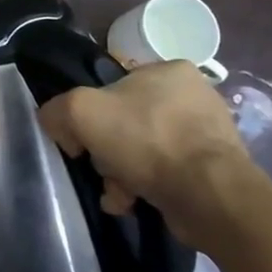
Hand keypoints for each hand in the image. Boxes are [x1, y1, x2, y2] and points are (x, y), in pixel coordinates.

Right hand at [37, 62, 250, 239]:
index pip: (112, 87)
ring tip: (117, 194)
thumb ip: (57, 110)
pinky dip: (145, 187)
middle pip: (126, 122)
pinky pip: (166, 173)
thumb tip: (58, 125)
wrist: (209, 195)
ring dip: (122, 173)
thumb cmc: (146, 140)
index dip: (89, 115)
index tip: (82, 141)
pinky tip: (133, 202)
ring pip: (144, 150)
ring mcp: (208, 132)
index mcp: (169, 70)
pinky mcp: (215, 167)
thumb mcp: (81, 111)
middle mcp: (193, 95)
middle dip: (107, 151)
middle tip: (101, 168)